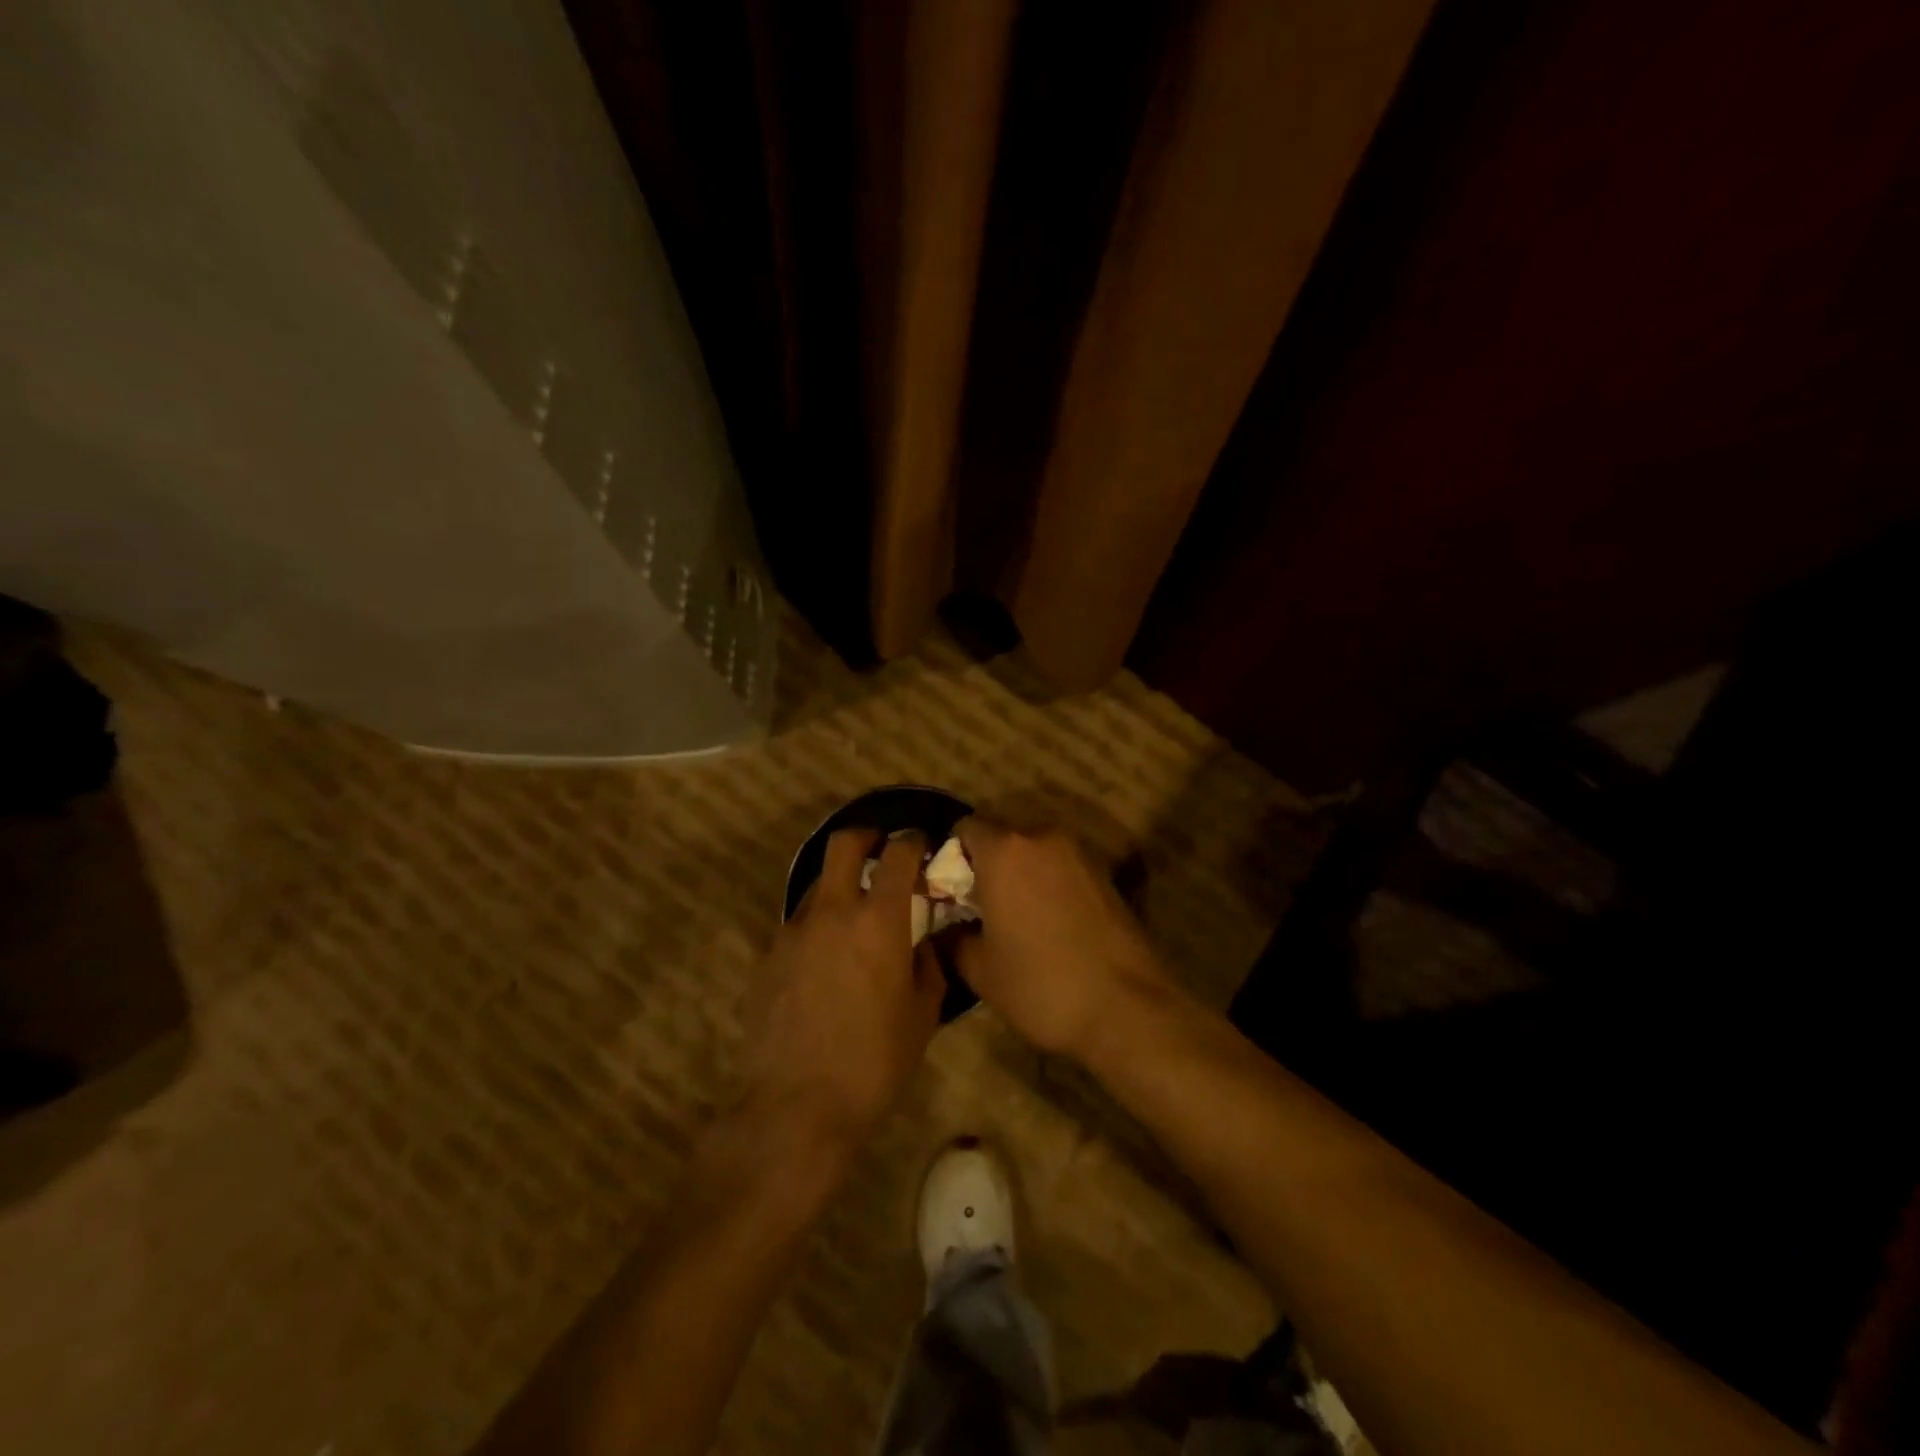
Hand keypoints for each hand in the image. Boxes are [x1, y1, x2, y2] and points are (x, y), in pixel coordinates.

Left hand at [739, 829, 944, 1148]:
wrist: (797, 1106)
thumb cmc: (874, 1062)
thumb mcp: (923, 1015)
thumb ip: (929, 965)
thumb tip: (925, 942)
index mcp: (879, 920)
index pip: (898, 855)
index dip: (913, 841)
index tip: (921, 844)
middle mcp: (833, 912)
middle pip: (843, 844)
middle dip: (866, 836)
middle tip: (881, 850)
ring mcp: (794, 931)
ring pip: (818, 884)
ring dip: (841, 884)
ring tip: (855, 914)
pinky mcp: (768, 956)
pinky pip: (799, 923)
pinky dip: (819, 924)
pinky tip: (827, 958)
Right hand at [949, 819, 1174, 1059]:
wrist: (1127, 1007)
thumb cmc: (1041, 984)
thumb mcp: (980, 970)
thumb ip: (953, 938)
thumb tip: (946, 928)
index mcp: (1004, 851)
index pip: (965, 827)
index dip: (951, 855)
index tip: (949, 890)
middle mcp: (1042, 837)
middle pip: (1002, 835)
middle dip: (986, 863)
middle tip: (978, 905)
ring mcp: (1080, 853)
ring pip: (1034, 850)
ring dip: (1020, 872)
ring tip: (1015, 916)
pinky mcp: (1105, 873)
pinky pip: (1062, 867)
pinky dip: (1048, 883)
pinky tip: (1049, 923)